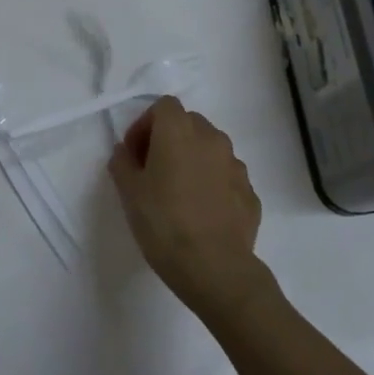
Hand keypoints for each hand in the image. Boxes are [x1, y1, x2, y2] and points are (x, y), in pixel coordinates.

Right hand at [108, 97, 267, 324]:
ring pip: (210, 149)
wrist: (214, 267)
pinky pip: (226, 176)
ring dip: (193, 160)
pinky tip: (201, 212)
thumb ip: (123, 163)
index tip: (135, 154)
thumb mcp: (129, 193)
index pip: (163, 106)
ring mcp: (236, 165)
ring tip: (179, 193)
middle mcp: (212, 139)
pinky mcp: (250, 192)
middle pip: (188, 123)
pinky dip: (212, 183)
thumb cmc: (164, 223)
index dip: (145, 124)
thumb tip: (125, 152)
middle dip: (169, 139)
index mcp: (179, 131)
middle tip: (153, 171)